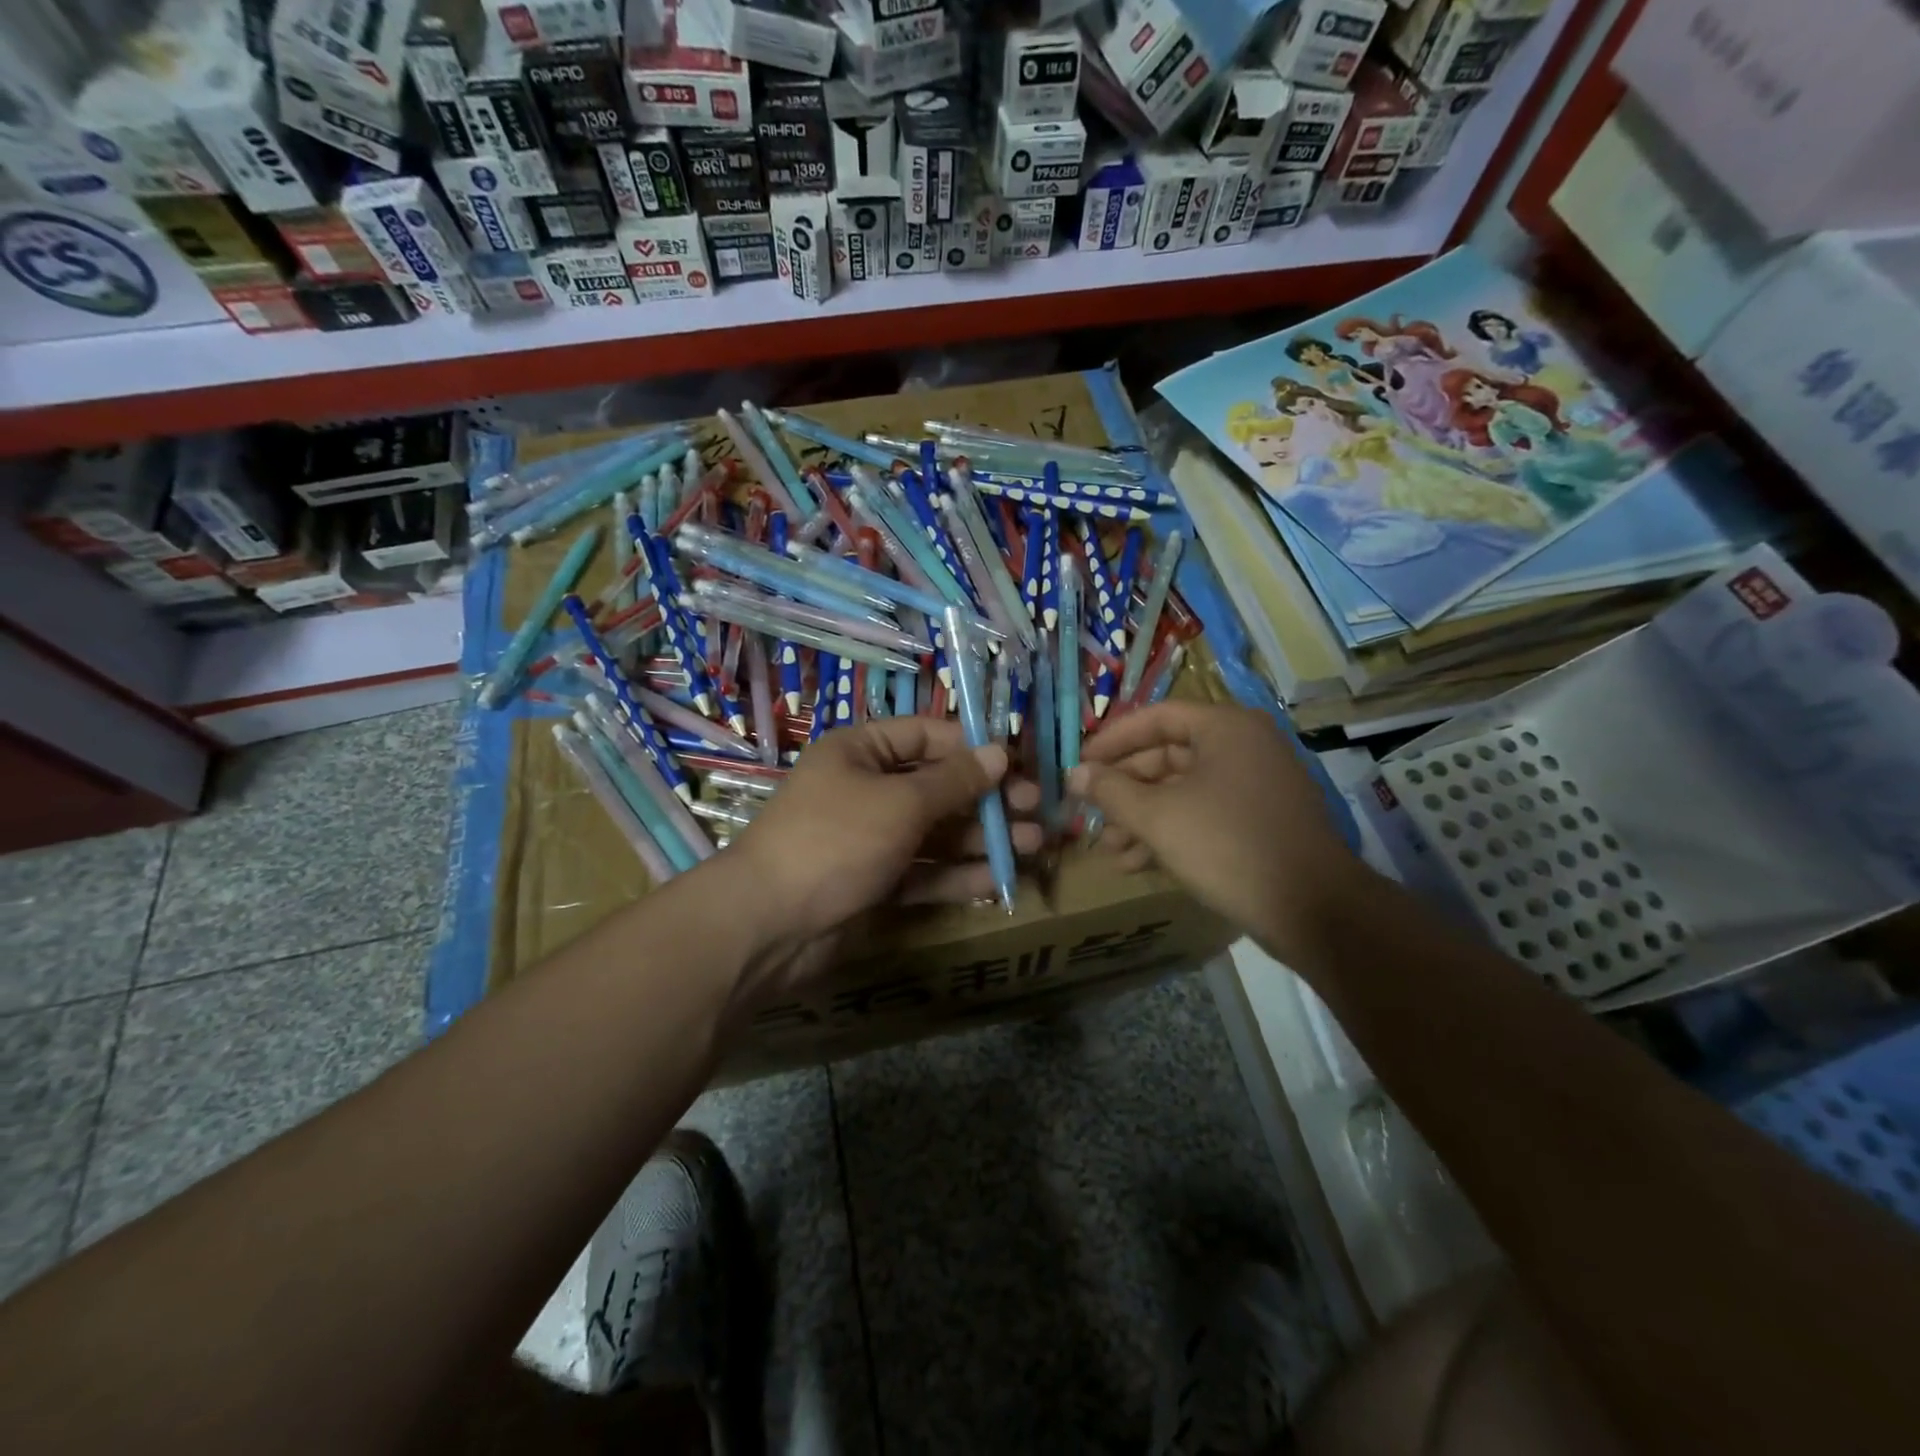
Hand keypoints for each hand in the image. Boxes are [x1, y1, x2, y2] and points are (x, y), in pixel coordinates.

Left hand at [729, 717, 1041, 949]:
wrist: (769, 924)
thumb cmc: (836, 839)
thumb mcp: (900, 802)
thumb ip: (953, 781)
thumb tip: (999, 753)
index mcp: (861, 752)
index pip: (926, 736)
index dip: (972, 748)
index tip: (1019, 763)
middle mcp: (866, 790)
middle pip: (937, 787)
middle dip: (986, 799)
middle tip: (1035, 810)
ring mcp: (870, 839)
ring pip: (935, 832)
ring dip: (981, 838)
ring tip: (1032, 844)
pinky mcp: (875, 883)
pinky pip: (924, 872)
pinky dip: (958, 875)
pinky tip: (999, 879)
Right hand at [1071, 703, 1368, 961]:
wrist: (1315, 910)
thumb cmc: (1227, 846)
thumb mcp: (1158, 816)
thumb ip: (1111, 791)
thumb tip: (1074, 774)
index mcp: (1226, 728)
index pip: (1156, 717)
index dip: (1112, 740)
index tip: (1080, 764)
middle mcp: (1245, 746)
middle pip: (1168, 755)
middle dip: (1125, 788)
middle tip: (1091, 812)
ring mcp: (1258, 784)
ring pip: (1184, 790)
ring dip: (1143, 816)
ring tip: (1111, 849)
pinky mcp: (1263, 820)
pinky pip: (1206, 813)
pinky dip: (1172, 831)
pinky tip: (1140, 863)